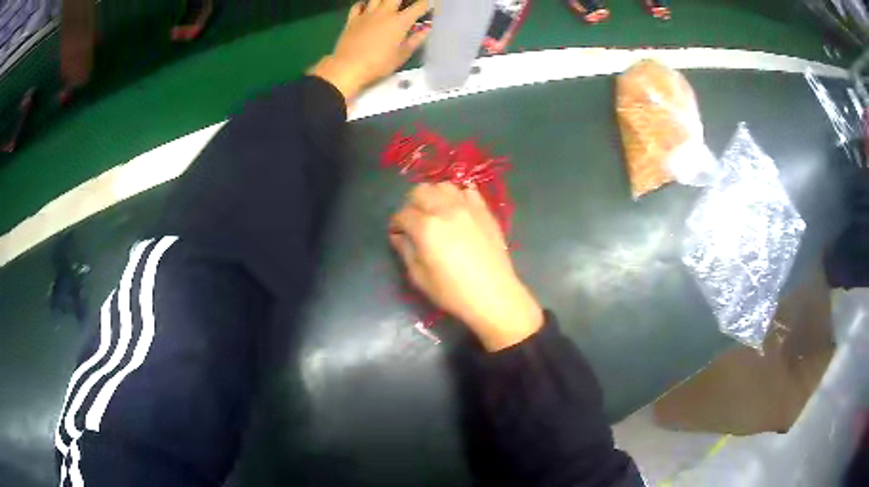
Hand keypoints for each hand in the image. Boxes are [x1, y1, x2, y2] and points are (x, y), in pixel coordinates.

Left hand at [309, 0, 429, 102]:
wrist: (348, 67)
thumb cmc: (378, 64)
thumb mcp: (402, 55)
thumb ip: (416, 40)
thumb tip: (426, 29)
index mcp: (400, 21)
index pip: (419, 6)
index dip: (427, 4)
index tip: (430, 6)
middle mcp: (385, 13)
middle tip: (407, 4)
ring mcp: (367, 14)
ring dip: (385, 0)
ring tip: (388, 5)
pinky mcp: (352, 19)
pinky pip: (358, 5)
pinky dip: (364, 4)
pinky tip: (368, 7)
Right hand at [389, 183, 543, 350]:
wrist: (493, 294)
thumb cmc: (452, 291)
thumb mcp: (419, 277)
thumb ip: (405, 251)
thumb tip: (399, 236)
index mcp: (426, 227)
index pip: (402, 214)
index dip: (396, 224)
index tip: (398, 234)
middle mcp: (445, 210)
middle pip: (420, 191)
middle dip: (411, 204)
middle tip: (414, 221)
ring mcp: (467, 207)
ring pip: (443, 186)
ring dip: (434, 196)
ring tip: (435, 212)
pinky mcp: (484, 211)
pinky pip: (468, 191)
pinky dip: (458, 195)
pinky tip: (457, 210)